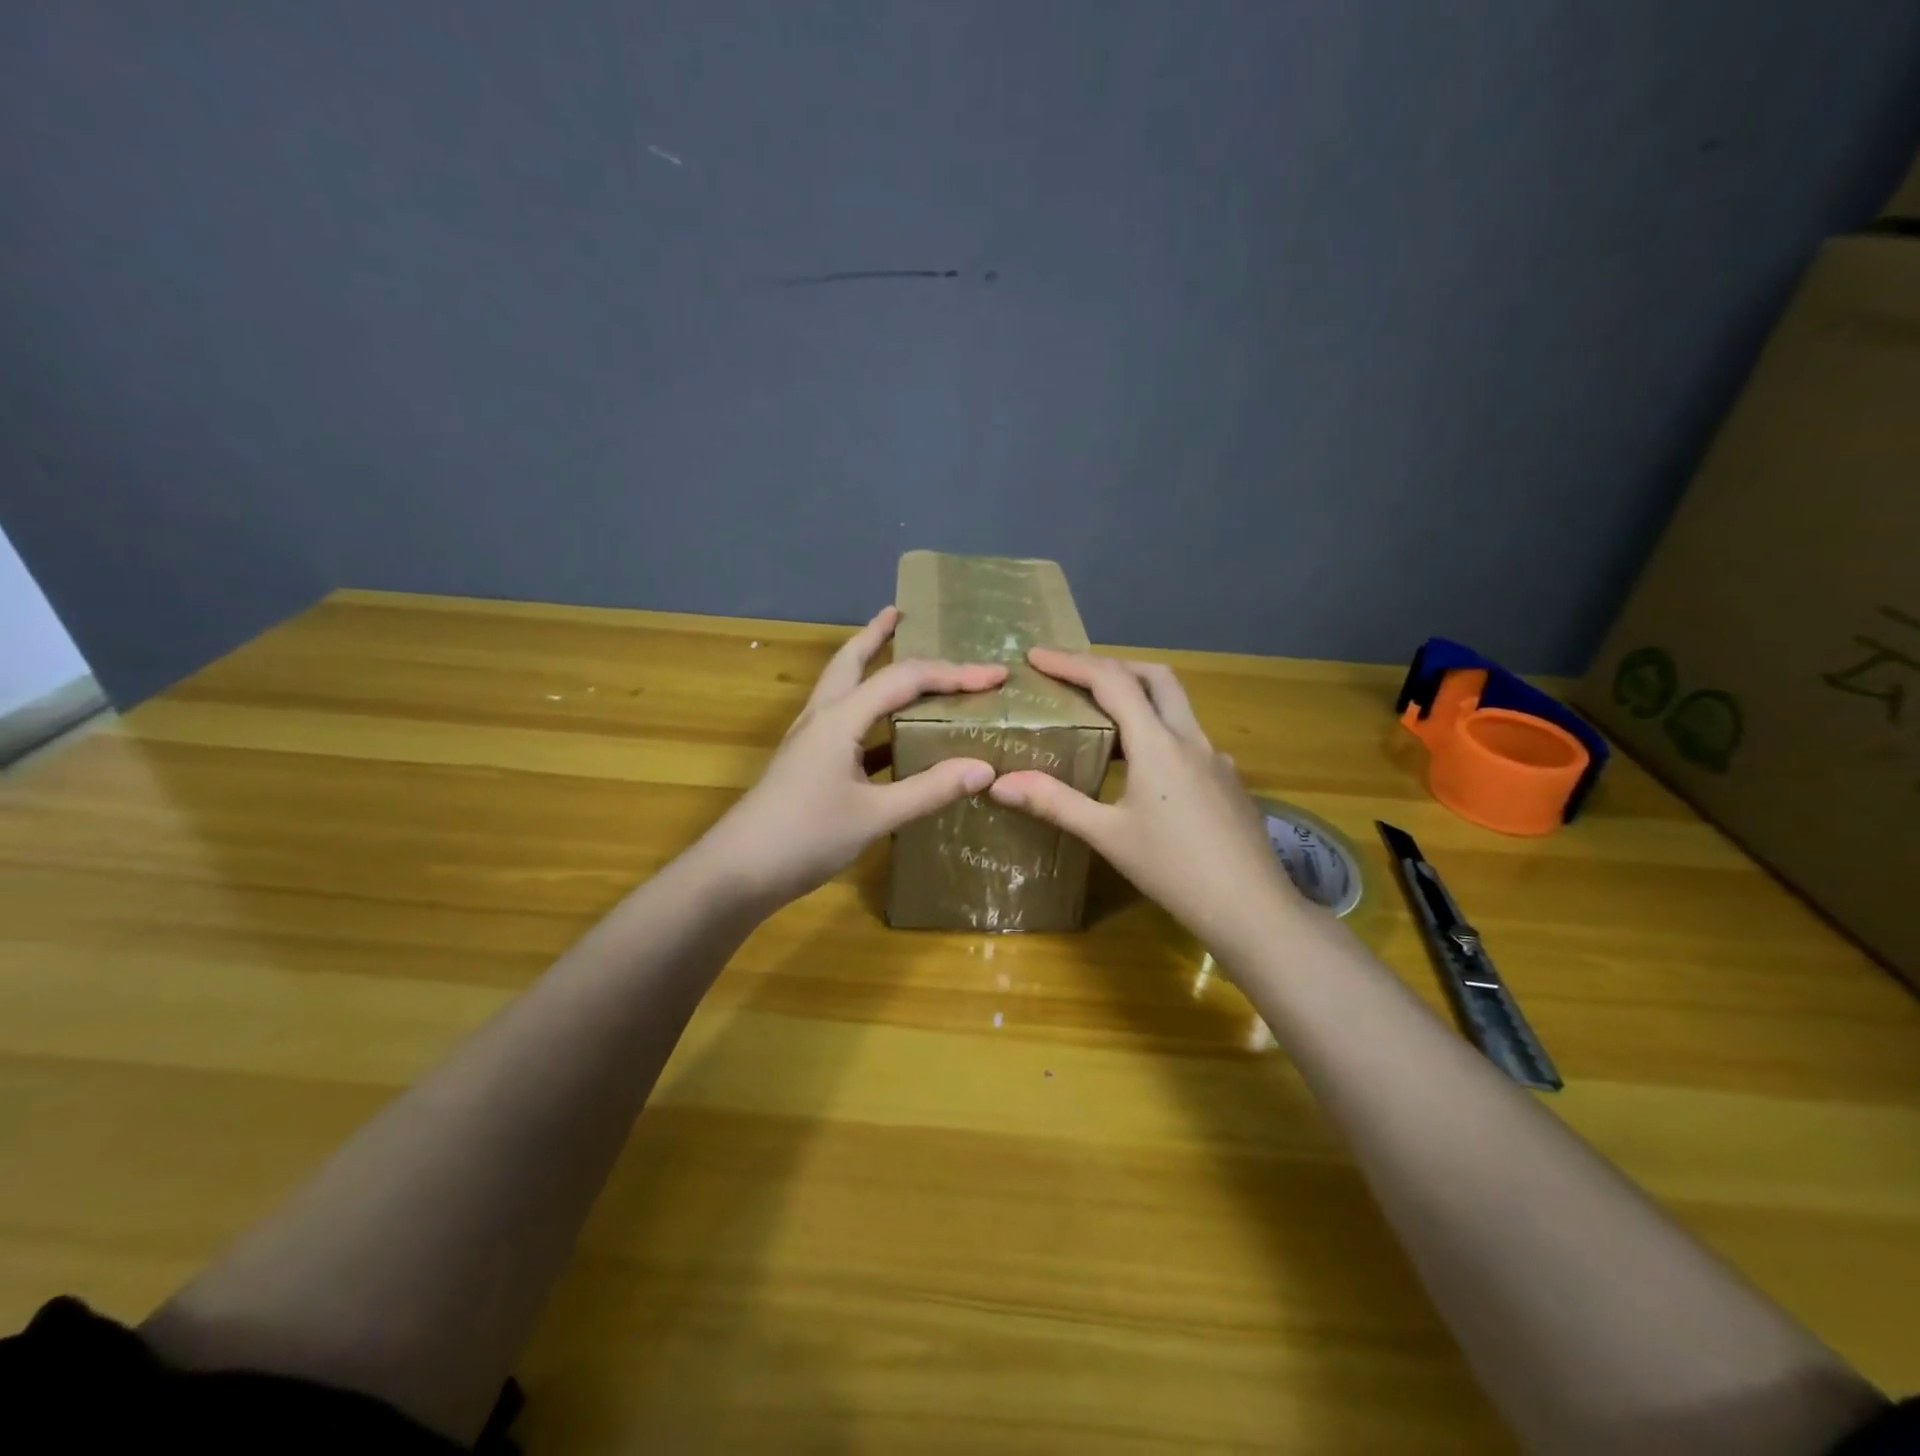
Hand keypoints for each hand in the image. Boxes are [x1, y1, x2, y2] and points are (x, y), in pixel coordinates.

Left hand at [695, 607, 1006, 907]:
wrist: (738, 872)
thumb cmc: (805, 837)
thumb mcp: (876, 816)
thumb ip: (930, 790)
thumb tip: (984, 768)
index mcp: (839, 719)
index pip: (903, 680)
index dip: (952, 674)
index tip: (994, 675)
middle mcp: (822, 718)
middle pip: (850, 661)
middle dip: (876, 635)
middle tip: (900, 613)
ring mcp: (809, 741)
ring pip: (843, 689)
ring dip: (867, 666)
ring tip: (893, 654)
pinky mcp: (807, 764)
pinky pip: (844, 724)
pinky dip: (868, 715)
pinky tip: (888, 733)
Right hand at [987, 648, 1304, 952]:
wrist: (1251, 908)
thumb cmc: (1174, 870)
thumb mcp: (1108, 836)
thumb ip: (1055, 803)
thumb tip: (999, 784)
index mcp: (1158, 744)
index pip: (1111, 682)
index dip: (1071, 664)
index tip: (1036, 656)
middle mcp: (1191, 739)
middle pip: (1155, 677)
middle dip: (1112, 667)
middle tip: (1075, 678)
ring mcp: (1216, 758)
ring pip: (1176, 706)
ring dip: (1139, 697)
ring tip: (1101, 719)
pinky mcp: (1228, 780)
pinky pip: (1188, 738)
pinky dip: (1158, 731)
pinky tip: (1143, 768)